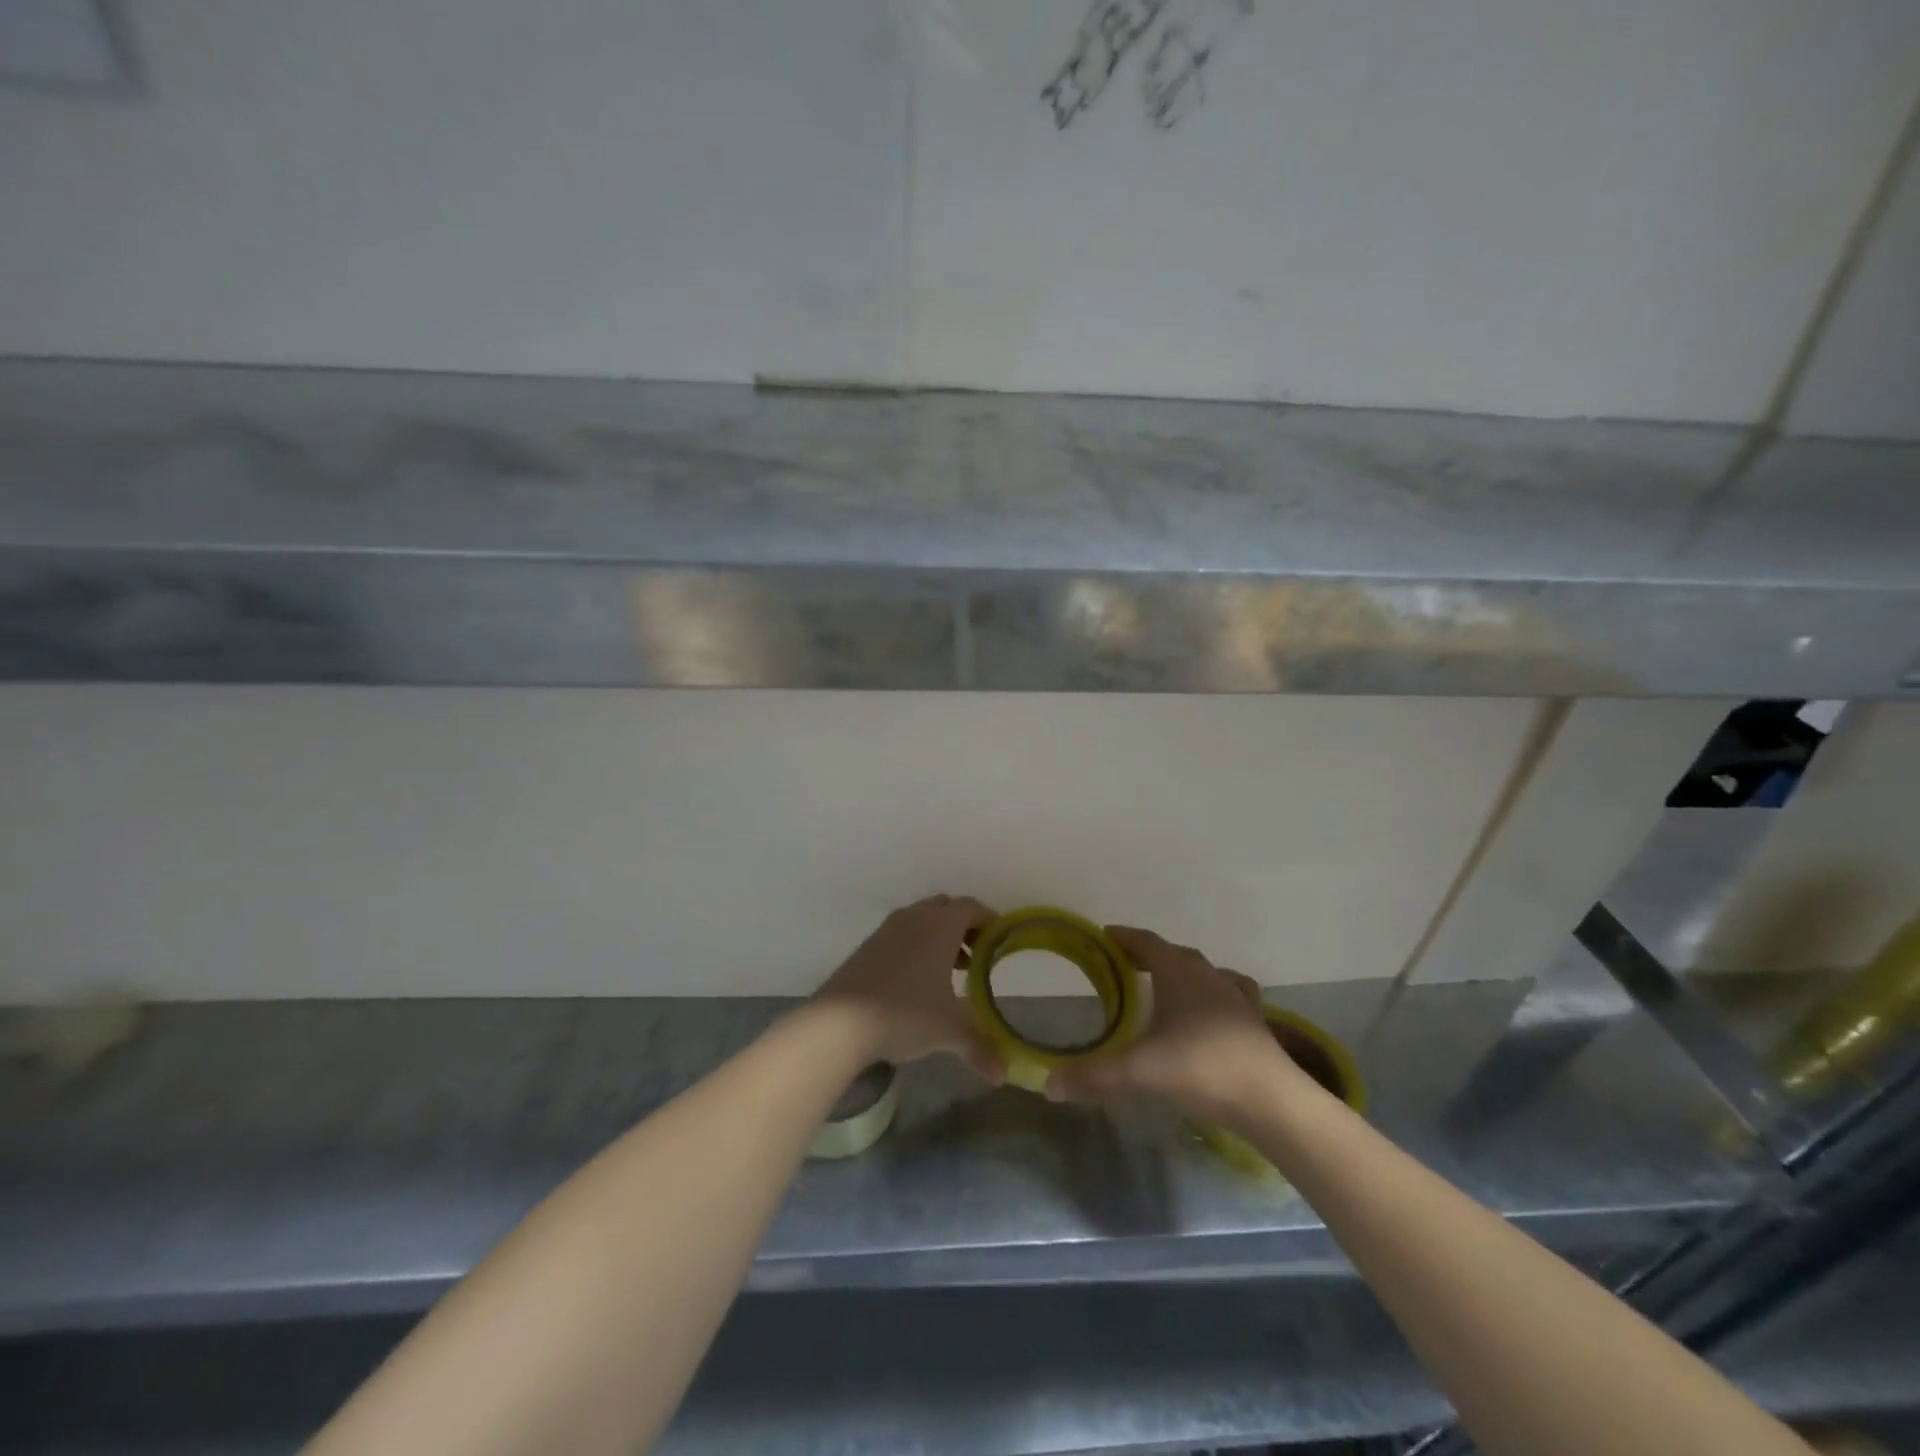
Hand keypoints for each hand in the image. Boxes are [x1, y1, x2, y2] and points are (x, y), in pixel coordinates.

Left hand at [813, 896, 1001, 1078]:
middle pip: (946, 907)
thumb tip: (1002, 1075)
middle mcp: (914, 918)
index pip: (971, 907)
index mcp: (940, 926)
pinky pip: (901, 933)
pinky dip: (916, 945)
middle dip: (964, 927)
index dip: (989, 920)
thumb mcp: (948, 1031)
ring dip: (939, 936)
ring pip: (921, 919)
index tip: (1000, 942)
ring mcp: (887, 929)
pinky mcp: (868, 945)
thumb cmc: (904, 1014)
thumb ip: (979, 1047)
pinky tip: (917, 980)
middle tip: (976, 956)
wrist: (839, 1021)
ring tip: (950, 971)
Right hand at [1049, 926, 1311, 1123]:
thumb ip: (1093, 1076)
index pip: (1147, 942)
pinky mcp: (1256, 1025)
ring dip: (1185, 973)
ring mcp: (1238, 1000)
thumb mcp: (1139, 1072)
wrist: (1272, 1101)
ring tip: (1169, 986)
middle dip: (1150, 955)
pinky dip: (1216, 997)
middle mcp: (1209, 976)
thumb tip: (1048, 1085)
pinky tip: (1212, 1015)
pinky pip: (1232, 997)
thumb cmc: (1201, 1069)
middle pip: (1176, 954)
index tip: (1105, 935)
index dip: (1124, 937)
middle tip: (1126, 964)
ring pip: (1208, 973)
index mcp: (1179, 973)